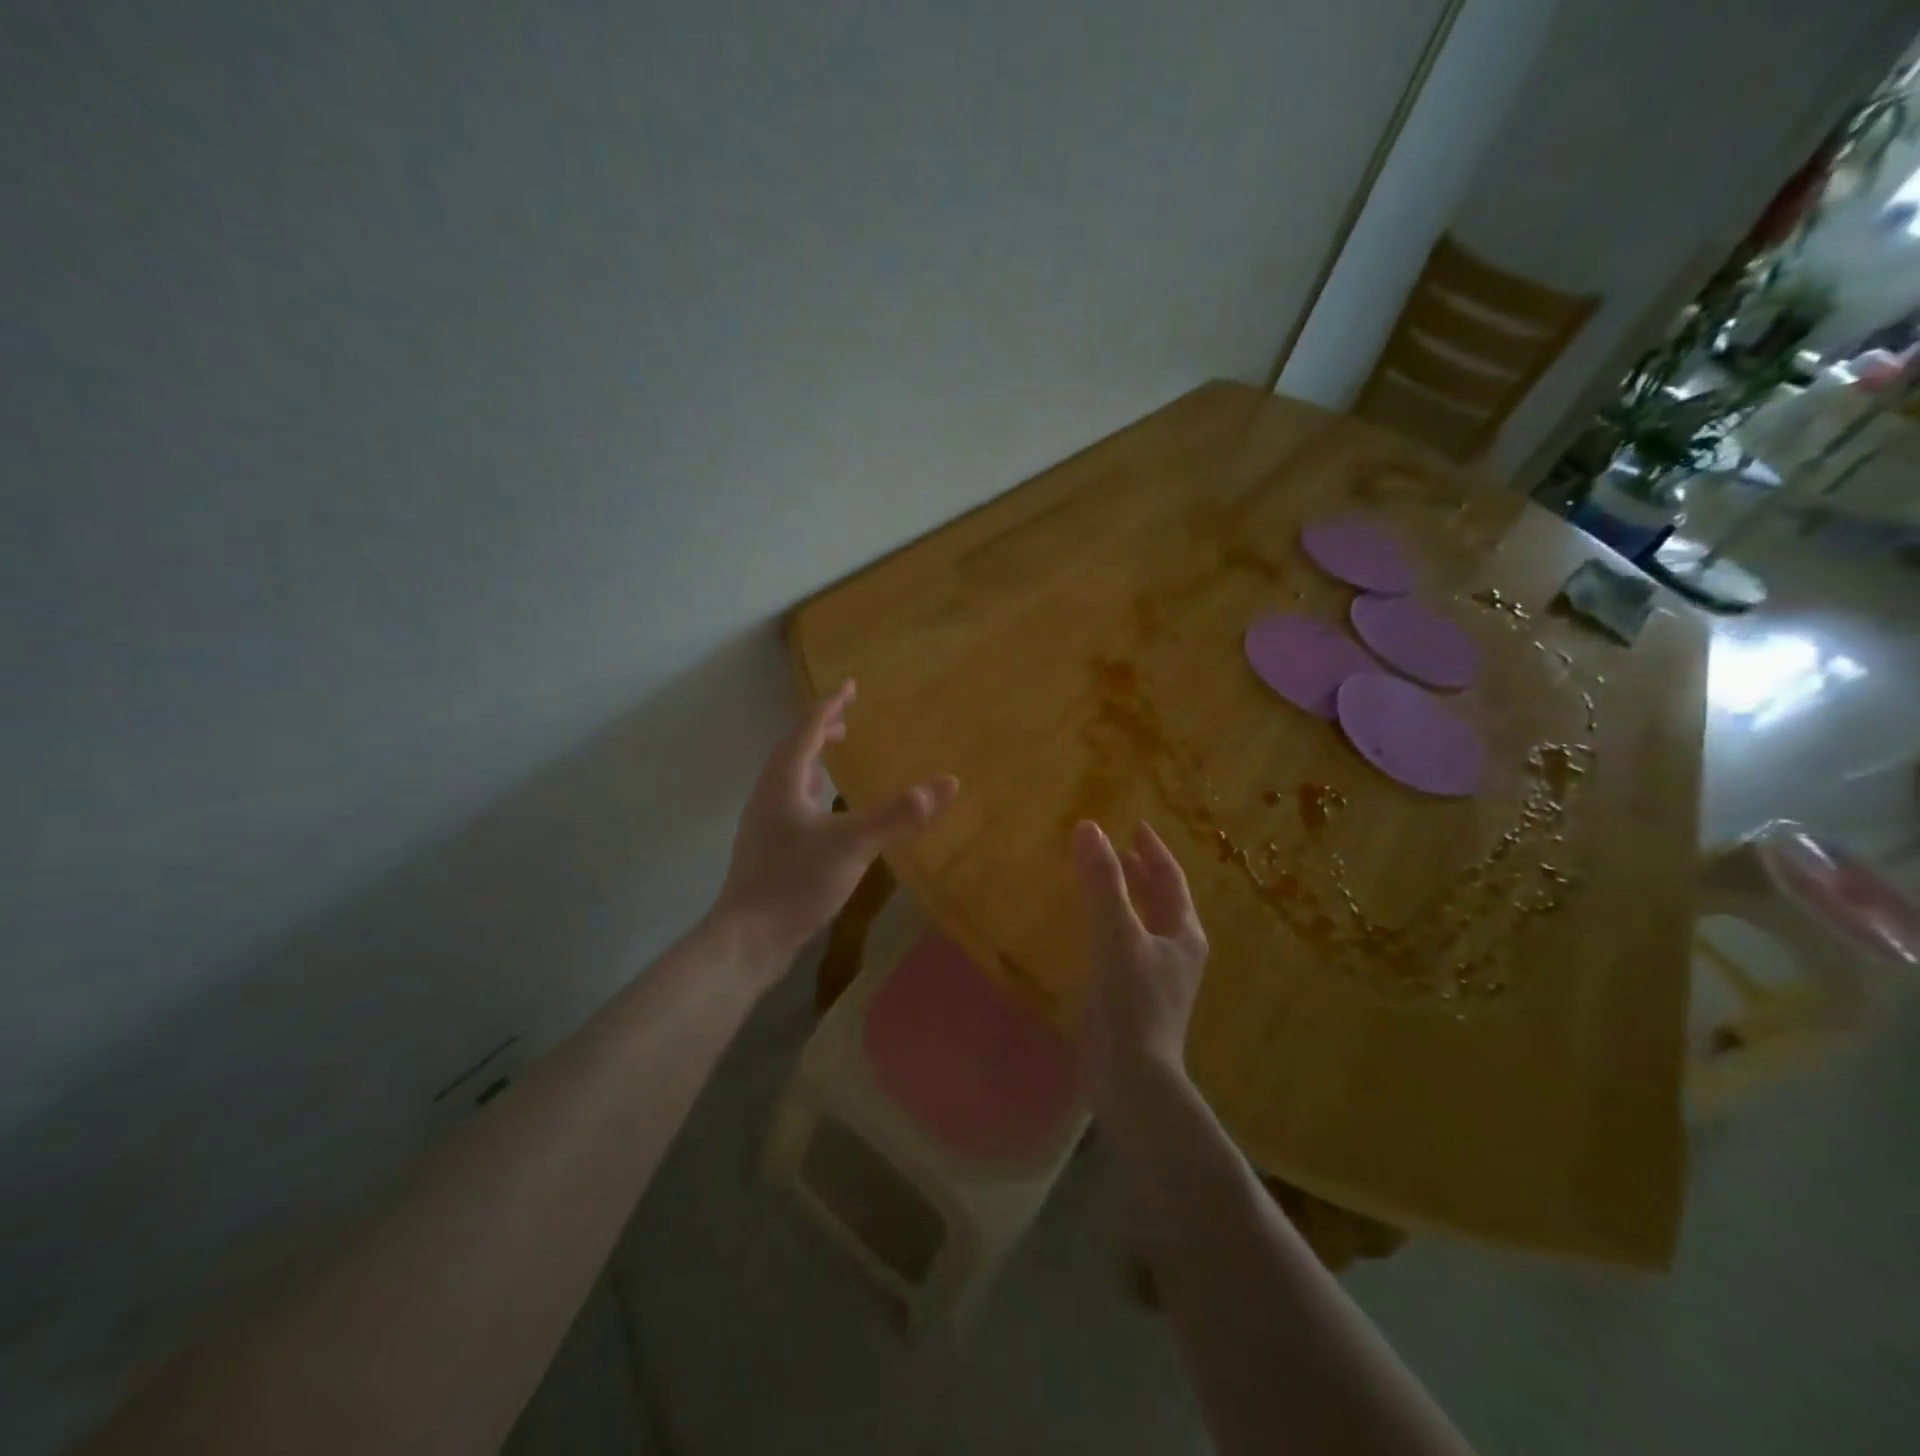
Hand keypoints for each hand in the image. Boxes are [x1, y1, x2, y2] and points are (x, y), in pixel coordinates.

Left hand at [711, 680, 958, 982]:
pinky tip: (825, 812)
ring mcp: (764, 824)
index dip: (830, 706)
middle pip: (793, 749)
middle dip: (819, 730)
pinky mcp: (767, 849)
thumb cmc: (795, 882)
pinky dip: (810, 790)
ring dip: (812, 759)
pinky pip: (790, 803)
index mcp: (783, 781)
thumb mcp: (853, 844)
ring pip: (789, 777)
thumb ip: (899, 814)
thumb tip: (948, 782)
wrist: (748, 939)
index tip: (850, 686)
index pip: (806, 729)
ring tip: (833, 756)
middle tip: (847, 721)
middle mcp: (768, 795)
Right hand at [1073, 820, 1208, 1114]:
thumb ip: (1102, 882)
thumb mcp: (1116, 934)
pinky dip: (1113, 924)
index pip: (1171, 880)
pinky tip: (1091, 928)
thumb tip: (1089, 828)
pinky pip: (1126, 945)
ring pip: (1145, 924)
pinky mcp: (1136, 997)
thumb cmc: (1132, 1001)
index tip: (1137, 825)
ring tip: (1104, 878)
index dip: (1154, 851)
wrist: (1132, 1078)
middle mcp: (1177, 952)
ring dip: (1127, 897)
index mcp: (1184, 934)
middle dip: (1141, 872)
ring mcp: (1158, 977)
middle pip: (1162, 901)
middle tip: (1118, 847)